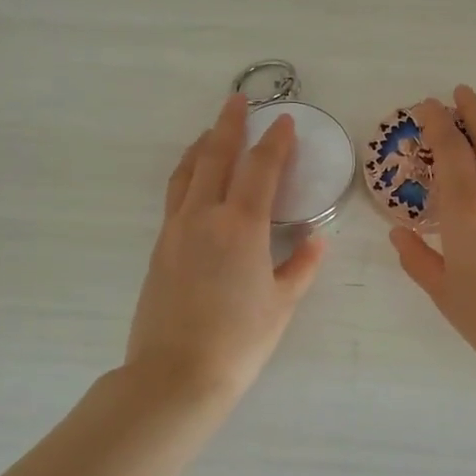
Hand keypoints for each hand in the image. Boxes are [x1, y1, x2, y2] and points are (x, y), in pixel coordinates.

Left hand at [125, 95, 325, 401]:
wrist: (176, 374)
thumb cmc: (239, 341)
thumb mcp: (281, 304)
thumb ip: (300, 266)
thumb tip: (316, 239)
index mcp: (241, 226)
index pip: (261, 168)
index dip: (275, 142)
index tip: (284, 121)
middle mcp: (204, 216)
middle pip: (216, 157)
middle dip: (230, 125)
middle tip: (238, 100)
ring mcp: (175, 230)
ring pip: (187, 172)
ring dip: (202, 145)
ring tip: (213, 132)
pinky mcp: (160, 247)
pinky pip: (175, 195)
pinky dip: (187, 174)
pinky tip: (194, 178)